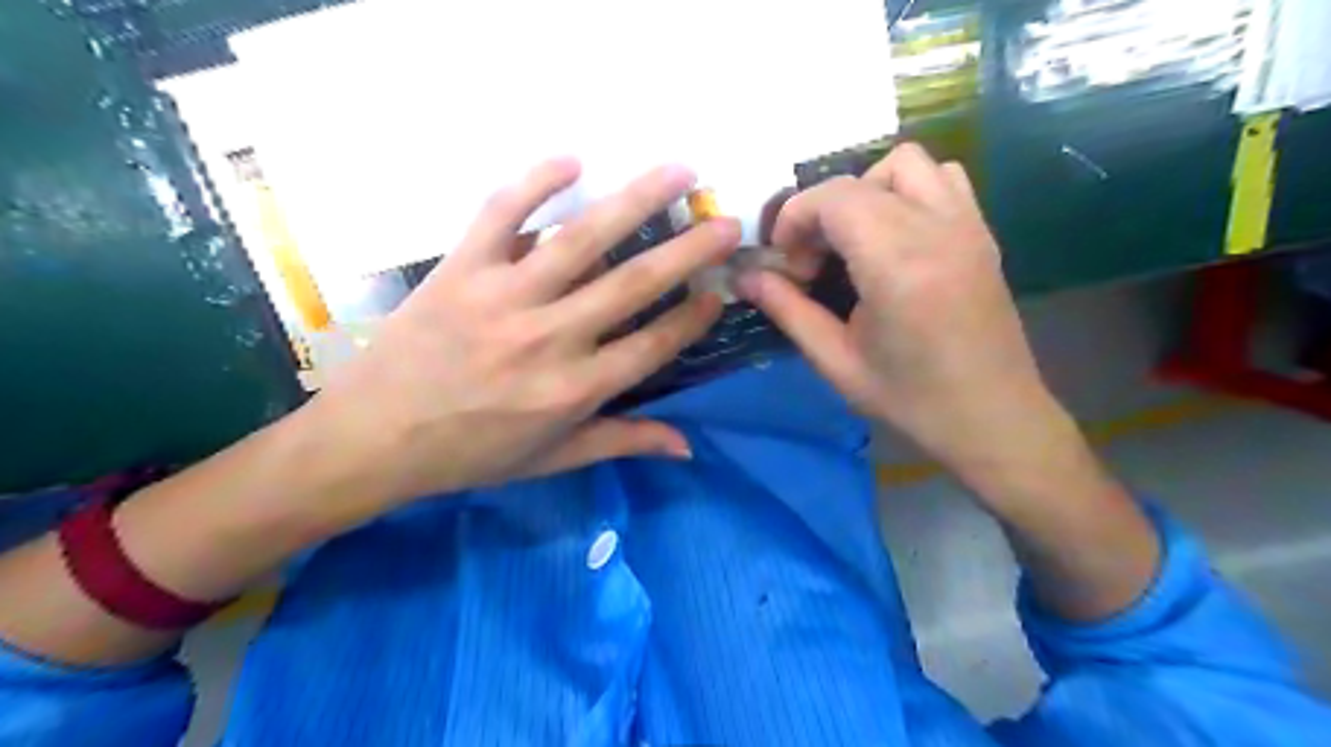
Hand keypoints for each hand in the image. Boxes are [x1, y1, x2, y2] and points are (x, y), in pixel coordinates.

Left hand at [302, 157, 737, 512]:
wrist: (372, 438)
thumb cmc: (470, 453)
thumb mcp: (552, 459)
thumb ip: (622, 443)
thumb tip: (687, 446)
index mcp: (574, 389)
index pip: (653, 345)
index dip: (692, 317)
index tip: (719, 291)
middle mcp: (549, 338)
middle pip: (634, 284)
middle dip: (689, 251)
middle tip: (727, 222)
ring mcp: (504, 297)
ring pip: (581, 239)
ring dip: (636, 200)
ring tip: (680, 171)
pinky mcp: (460, 269)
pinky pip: (501, 214)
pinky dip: (534, 181)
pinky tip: (572, 158)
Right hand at [744, 144, 1073, 496]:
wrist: (994, 418)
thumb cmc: (911, 400)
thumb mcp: (837, 362)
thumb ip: (788, 311)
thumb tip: (746, 278)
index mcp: (897, 264)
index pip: (834, 198)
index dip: (795, 217)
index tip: (785, 260)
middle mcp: (937, 229)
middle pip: (861, 179)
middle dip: (822, 210)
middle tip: (813, 261)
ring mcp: (967, 225)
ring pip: (906, 164)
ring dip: (867, 190)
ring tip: (854, 240)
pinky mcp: (982, 233)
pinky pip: (943, 178)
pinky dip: (907, 190)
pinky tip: (895, 237)